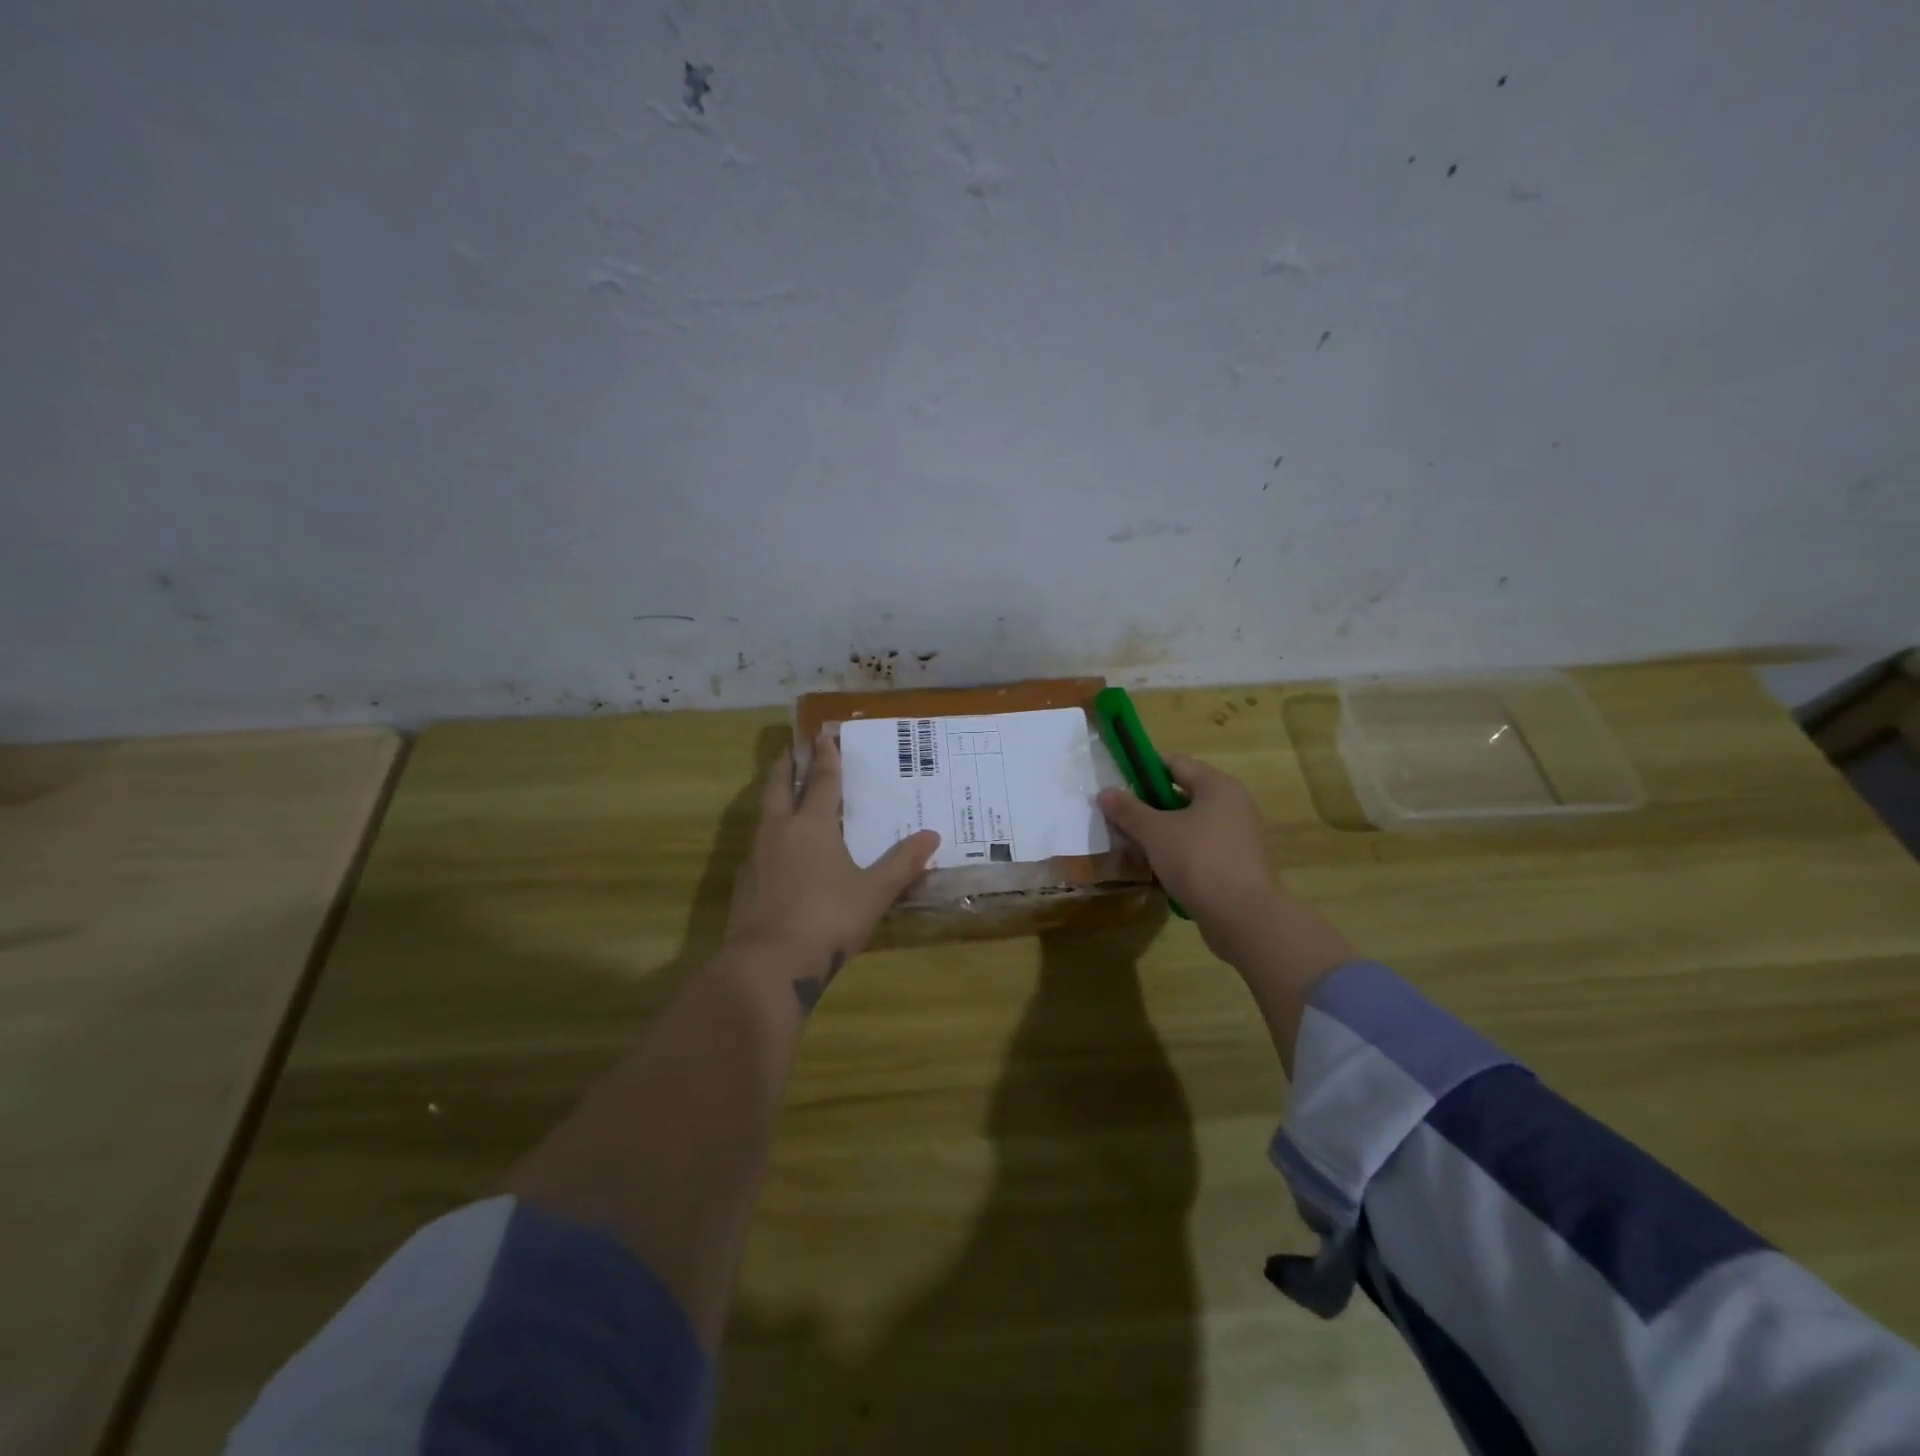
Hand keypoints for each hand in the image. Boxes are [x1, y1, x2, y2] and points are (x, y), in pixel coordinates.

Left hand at [724, 730, 940, 981]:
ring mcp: (756, 855)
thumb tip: (932, 835)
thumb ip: (903, 863)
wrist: (767, 964)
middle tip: (792, 749)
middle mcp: (780, 830)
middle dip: (787, 765)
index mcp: (812, 825)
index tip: (823, 736)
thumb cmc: (827, 919)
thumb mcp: (874, 893)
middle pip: (779, 786)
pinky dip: (771, 832)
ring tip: (786, 793)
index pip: (822, 781)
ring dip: (775, 796)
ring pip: (765, 813)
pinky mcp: (745, 881)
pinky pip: (759, 843)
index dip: (826, 758)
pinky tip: (780, 849)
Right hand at [1097, 754, 1282, 965]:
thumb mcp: (1155, 832)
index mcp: (1217, 785)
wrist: (1244, 917)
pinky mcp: (1236, 863)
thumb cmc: (1198, 860)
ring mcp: (1237, 835)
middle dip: (1148, 806)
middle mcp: (1232, 804)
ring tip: (1132, 847)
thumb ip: (1128, 810)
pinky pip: (1200, 848)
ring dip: (1161, 833)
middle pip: (1181, 794)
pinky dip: (1178, 853)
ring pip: (1189, 824)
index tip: (1118, 786)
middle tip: (1120, 820)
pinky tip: (1156, 869)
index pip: (1174, 763)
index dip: (1143, 770)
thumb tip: (1105, 792)